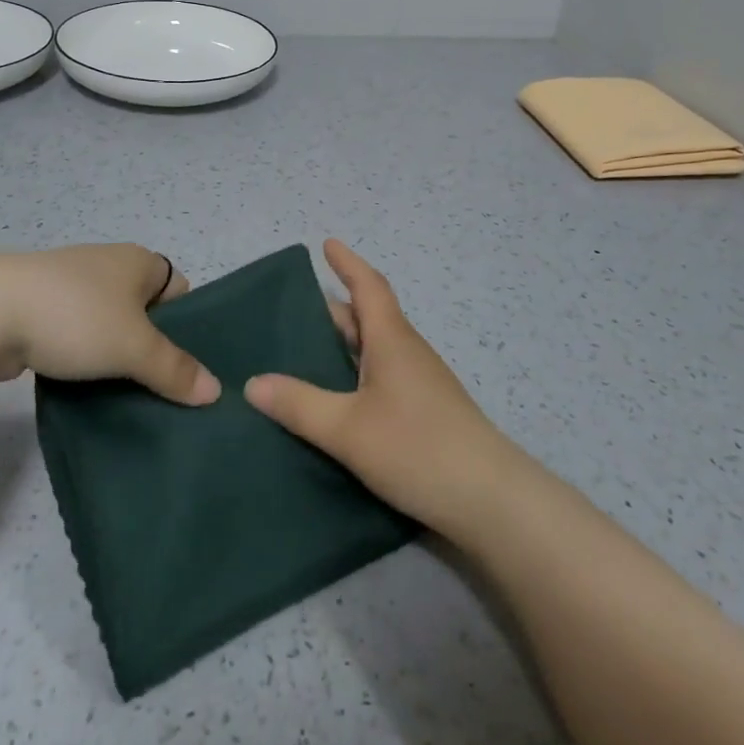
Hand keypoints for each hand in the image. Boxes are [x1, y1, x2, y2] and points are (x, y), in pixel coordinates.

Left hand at [0, 244, 218, 404]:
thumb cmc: (75, 316)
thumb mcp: (134, 346)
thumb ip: (175, 369)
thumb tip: (215, 391)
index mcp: (137, 261)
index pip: (179, 290)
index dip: (188, 325)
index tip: (187, 366)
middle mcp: (107, 267)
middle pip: (145, 312)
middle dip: (153, 349)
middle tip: (166, 392)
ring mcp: (70, 288)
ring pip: (109, 328)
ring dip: (116, 359)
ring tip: (130, 399)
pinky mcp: (39, 312)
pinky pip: (77, 338)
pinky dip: (84, 361)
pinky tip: (88, 392)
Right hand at [244, 240, 518, 533]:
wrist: (490, 501)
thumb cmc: (417, 448)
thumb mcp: (347, 429)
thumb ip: (300, 404)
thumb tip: (252, 382)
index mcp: (391, 339)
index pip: (368, 286)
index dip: (347, 263)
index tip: (327, 244)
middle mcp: (407, 352)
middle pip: (368, 317)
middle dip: (334, 309)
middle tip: (293, 312)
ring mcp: (420, 382)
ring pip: (375, 348)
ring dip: (345, 343)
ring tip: (306, 353)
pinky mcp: (426, 411)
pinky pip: (382, 375)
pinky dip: (356, 372)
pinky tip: (338, 399)